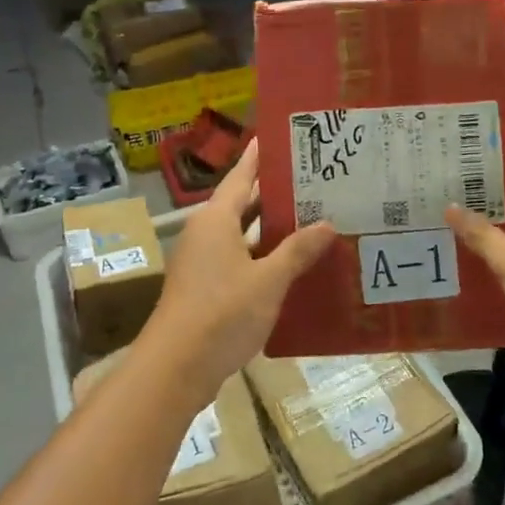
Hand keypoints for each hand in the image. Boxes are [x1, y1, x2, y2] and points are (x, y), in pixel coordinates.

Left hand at [137, 142, 334, 407]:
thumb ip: (298, 250)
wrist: (176, 368)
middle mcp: (206, 233)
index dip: (259, 156)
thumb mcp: (268, 280)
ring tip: (313, 217)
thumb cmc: (222, 313)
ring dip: (272, 229)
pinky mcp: (206, 289)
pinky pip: (240, 260)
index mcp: (216, 219)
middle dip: (276, 193)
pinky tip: (293, 264)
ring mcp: (203, 263)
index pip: (241, 176)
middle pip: (243, 203)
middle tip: (314, 180)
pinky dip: (264, 257)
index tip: (278, 136)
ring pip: (243, 235)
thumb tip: (328, 224)